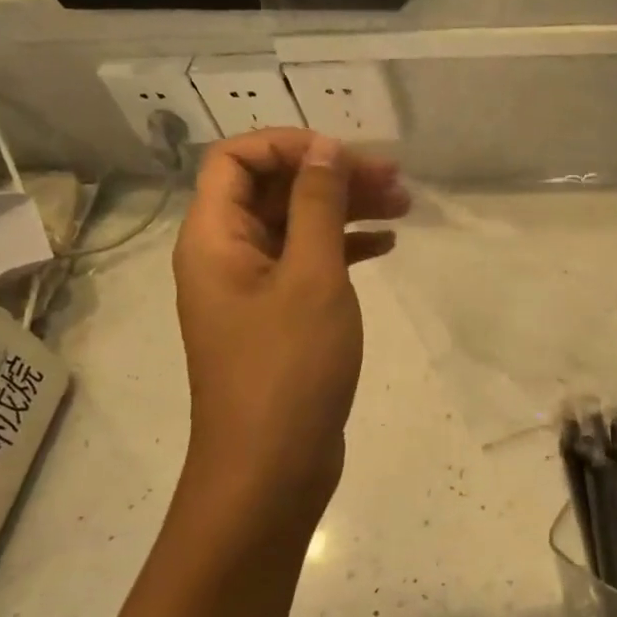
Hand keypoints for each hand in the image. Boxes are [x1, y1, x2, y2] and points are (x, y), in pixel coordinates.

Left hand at [172, 130, 408, 547]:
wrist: (271, 471)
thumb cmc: (288, 369)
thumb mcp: (311, 277)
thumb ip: (317, 205)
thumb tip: (322, 148)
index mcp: (213, 238)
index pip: (236, 158)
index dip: (289, 145)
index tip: (345, 157)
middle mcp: (225, 256)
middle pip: (272, 190)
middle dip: (331, 177)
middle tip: (395, 180)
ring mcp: (252, 290)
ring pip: (296, 226)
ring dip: (345, 210)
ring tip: (403, 206)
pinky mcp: (278, 318)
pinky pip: (308, 264)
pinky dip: (344, 248)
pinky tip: (386, 246)